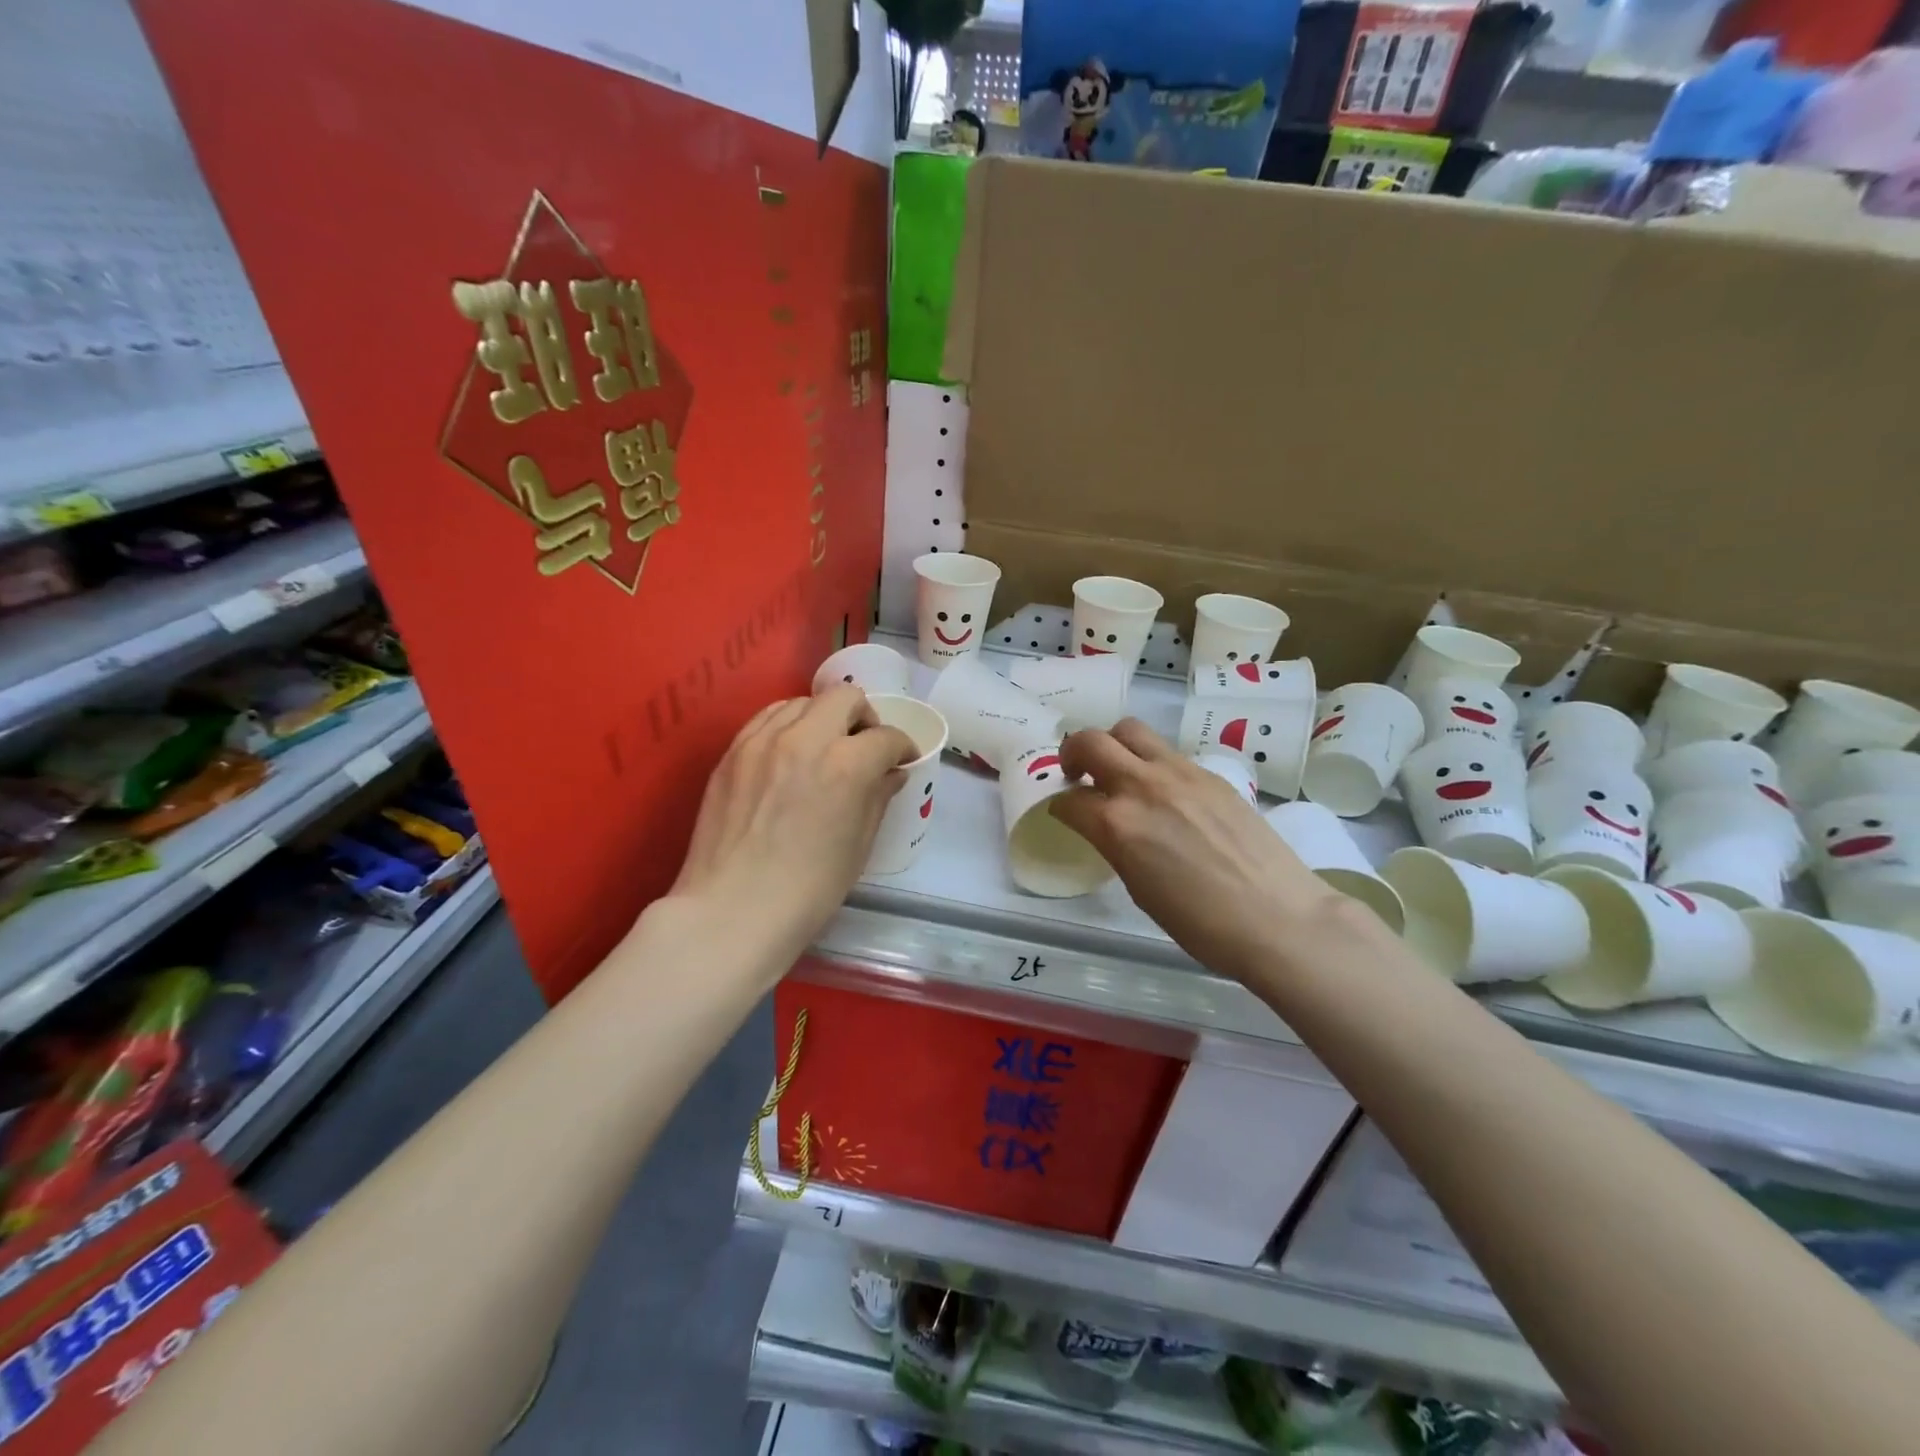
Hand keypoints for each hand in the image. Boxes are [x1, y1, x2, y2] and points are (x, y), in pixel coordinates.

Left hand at [672, 685, 915, 958]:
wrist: (734, 910)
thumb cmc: (809, 889)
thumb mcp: (859, 844)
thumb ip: (878, 797)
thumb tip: (892, 774)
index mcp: (847, 764)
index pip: (887, 737)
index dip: (902, 748)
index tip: (902, 761)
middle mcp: (806, 738)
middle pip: (846, 698)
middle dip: (865, 717)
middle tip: (864, 747)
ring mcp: (763, 740)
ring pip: (803, 702)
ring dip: (824, 718)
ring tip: (823, 748)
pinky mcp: (733, 751)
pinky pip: (767, 718)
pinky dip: (788, 725)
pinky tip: (789, 752)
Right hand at [1049, 720, 1345, 982]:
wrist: (1278, 918)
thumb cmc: (1201, 924)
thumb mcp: (1139, 888)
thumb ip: (1115, 845)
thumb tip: (1106, 827)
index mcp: (1118, 824)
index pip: (1070, 800)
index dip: (1060, 807)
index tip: (1063, 814)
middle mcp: (1143, 786)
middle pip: (1091, 742)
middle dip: (1073, 753)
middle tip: (1076, 773)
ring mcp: (1180, 773)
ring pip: (1130, 731)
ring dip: (1113, 746)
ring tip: (1119, 771)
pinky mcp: (1211, 773)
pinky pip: (1167, 753)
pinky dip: (1151, 763)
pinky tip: (1165, 793)